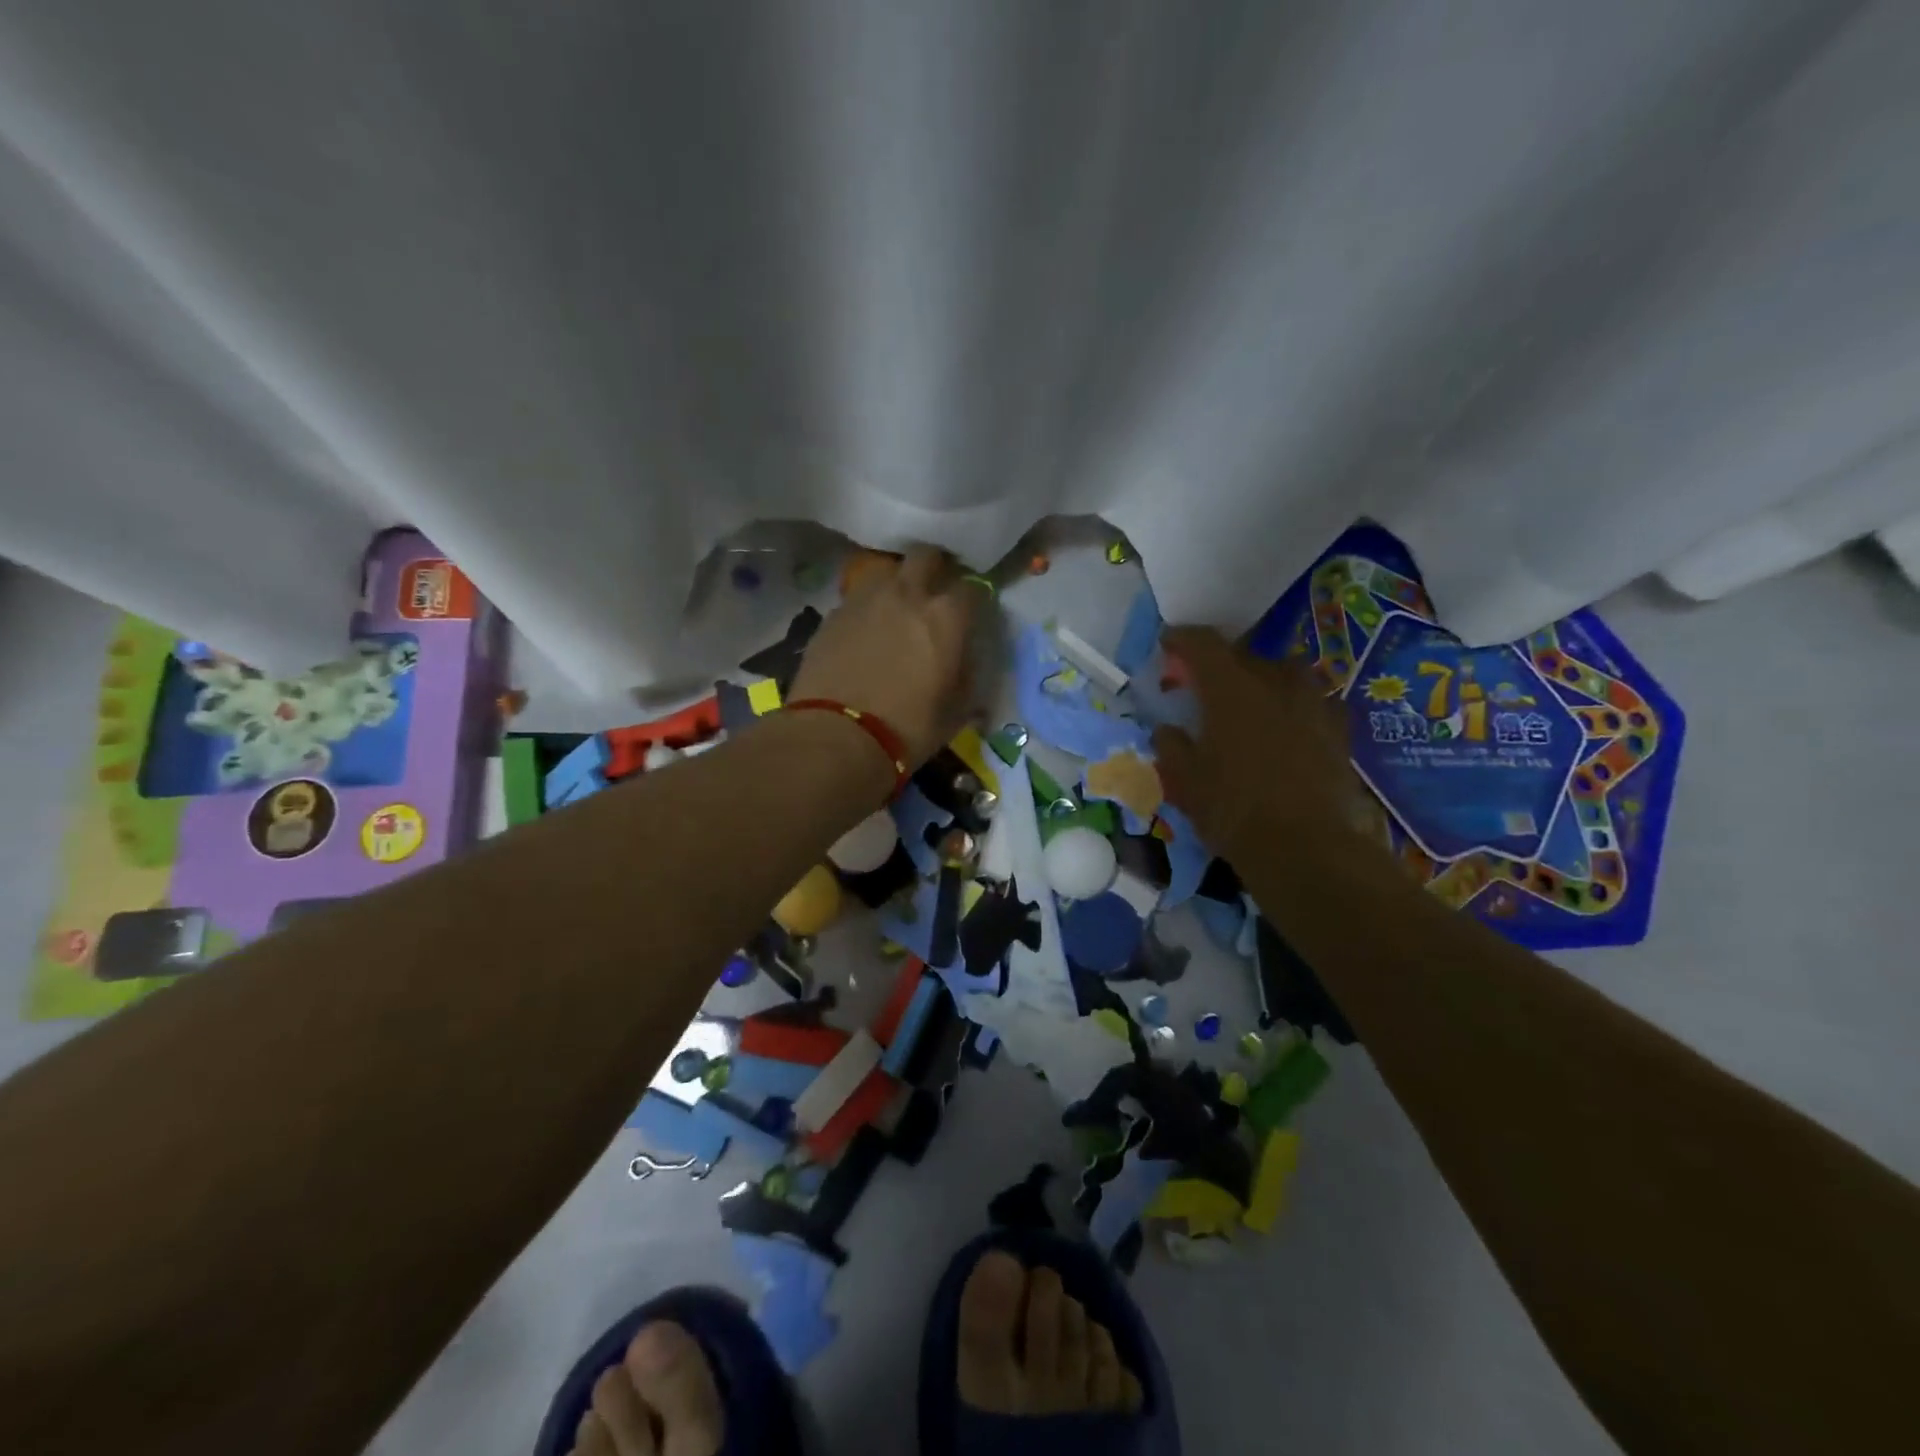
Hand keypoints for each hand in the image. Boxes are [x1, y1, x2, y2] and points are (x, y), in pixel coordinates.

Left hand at [789, 545, 982, 767]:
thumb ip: (966, 678)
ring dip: (896, 583)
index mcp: (945, 617)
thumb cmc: (907, 729)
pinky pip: (857, 598)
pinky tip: (864, 632)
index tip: (971, 614)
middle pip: (926, 556)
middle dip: (934, 568)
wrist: (837, 736)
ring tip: (895, 609)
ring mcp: (865, 599)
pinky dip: (866, 608)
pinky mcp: (832, 614)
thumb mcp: (955, 712)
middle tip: (934, 592)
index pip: (972, 588)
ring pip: (886, 571)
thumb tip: (965, 663)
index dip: (974, 599)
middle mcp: (907, 594)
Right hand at [1152, 627, 1375, 866]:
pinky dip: (1290, 706)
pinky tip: (1283, 728)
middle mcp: (1274, 682)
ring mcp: (1313, 702)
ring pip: (1281, 674)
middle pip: (1242, 656)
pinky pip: (1309, 701)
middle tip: (1201, 687)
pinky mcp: (1338, 728)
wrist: (1305, 847)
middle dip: (1218, 666)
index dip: (1181, 639)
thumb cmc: (1232, 809)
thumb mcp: (1183, 780)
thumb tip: (1168, 729)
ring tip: (1247, 705)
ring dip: (1259, 681)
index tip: (1167, 645)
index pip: (1202, 644)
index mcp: (1231, 688)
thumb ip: (1171, 745)